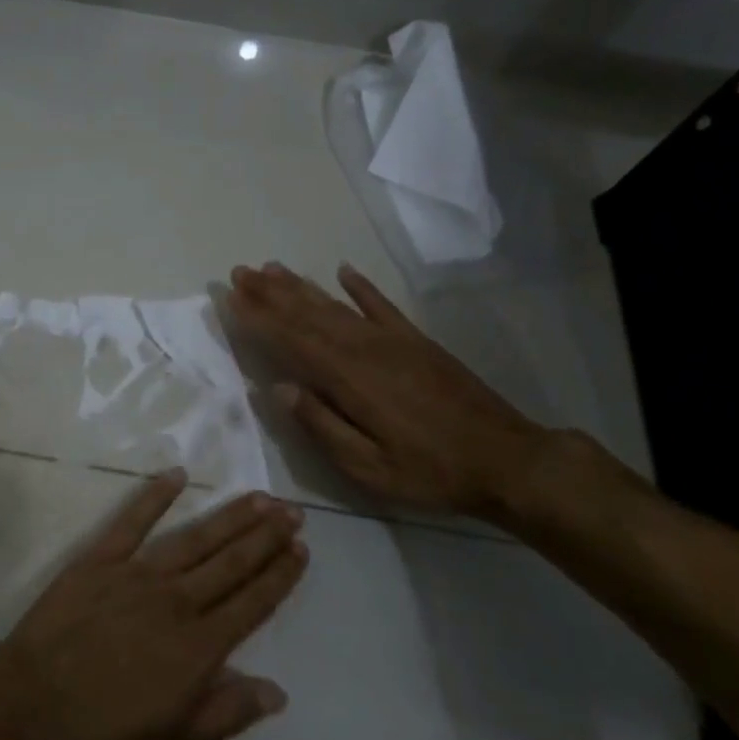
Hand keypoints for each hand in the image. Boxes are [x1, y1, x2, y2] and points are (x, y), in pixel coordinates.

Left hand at [0, 470, 306, 739]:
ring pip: (194, 539)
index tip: (301, 549)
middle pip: (231, 564)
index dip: (280, 576)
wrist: (29, 712)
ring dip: (229, 516)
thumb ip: (226, 716)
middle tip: (292, 511)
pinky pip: (130, 522)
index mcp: (200, 650)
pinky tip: (176, 474)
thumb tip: (276, 691)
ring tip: (258, 497)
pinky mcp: (98, 562)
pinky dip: (154, 496)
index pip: (252, 604)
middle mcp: (177, 603)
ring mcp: (136, 576)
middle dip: (266, 537)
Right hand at [227, 261, 547, 517]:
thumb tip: (278, 389)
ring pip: (337, 305)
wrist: (507, 460)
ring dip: (301, 286)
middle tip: (239, 272)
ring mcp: (394, 341)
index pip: (292, 341)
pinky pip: (382, 306)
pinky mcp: (418, 342)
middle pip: (309, 314)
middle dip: (270, 293)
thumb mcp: (368, 468)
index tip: (231, 298)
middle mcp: (366, 349)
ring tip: (271, 268)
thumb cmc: (430, 471)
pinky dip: (361, 286)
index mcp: (350, 379)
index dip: (259, 319)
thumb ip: (322, 426)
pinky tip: (343, 270)